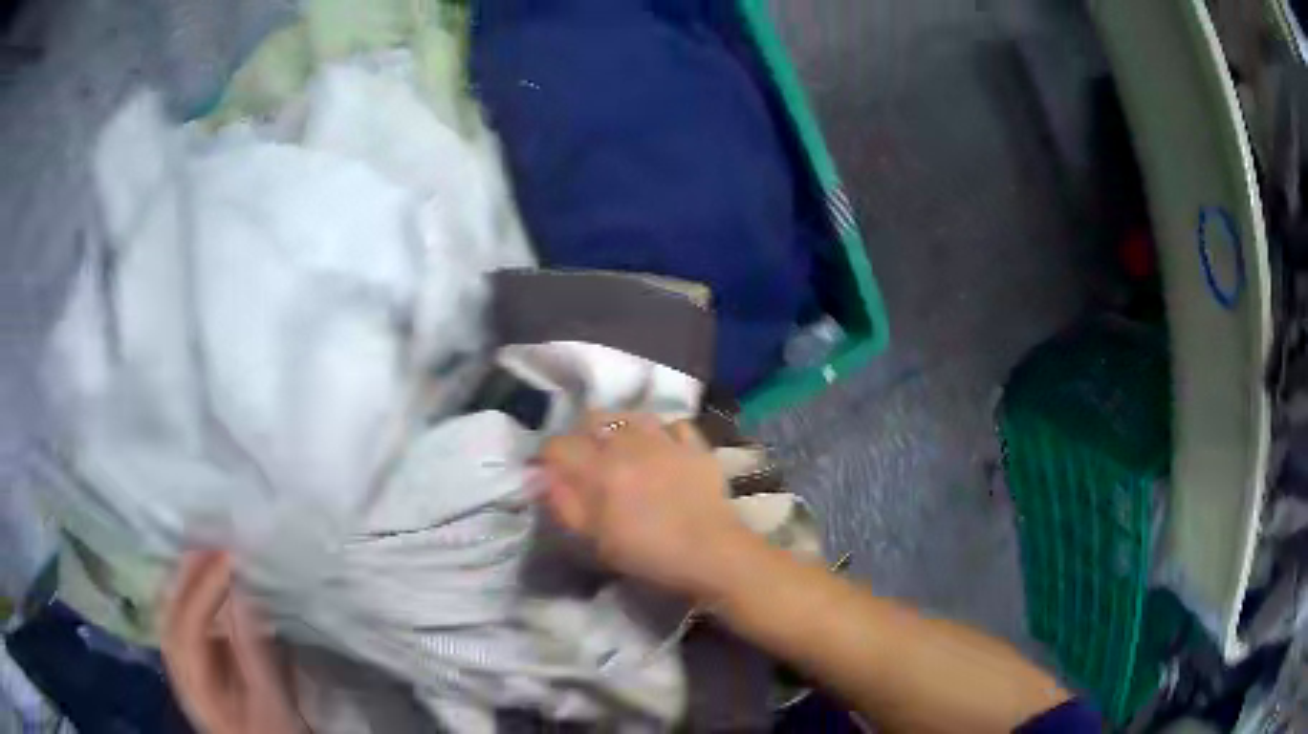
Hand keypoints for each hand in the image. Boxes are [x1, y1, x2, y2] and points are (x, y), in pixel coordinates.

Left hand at [161, 550, 303, 733]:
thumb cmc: (269, 728)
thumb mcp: (268, 697)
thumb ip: (251, 649)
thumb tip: (240, 591)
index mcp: (194, 679)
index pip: (189, 620)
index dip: (207, 584)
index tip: (232, 556)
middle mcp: (176, 666)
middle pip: (170, 608)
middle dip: (187, 569)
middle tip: (213, 537)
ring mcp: (177, 662)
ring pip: (170, 608)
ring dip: (185, 575)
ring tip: (206, 548)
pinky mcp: (186, 661)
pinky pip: (177, 615)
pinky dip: (187, 591)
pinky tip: (201, 579)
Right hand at [537, 412, 759, 601]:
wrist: (712, 553)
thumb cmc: (648, 553)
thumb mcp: (595, 539)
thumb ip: (564, 503)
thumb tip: (543, 476)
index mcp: (601, 468)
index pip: (559, 445)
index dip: (548, 458)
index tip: (549, 473)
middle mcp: (630, 443)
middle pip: (593, 419)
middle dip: (580, 435)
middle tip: (584, 460)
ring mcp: (666, 439)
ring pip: (632, 415)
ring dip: (619, 428)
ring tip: (621, 449)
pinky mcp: (696, 445)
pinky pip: (673, 424)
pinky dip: (662, 432)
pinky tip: (662, 449)